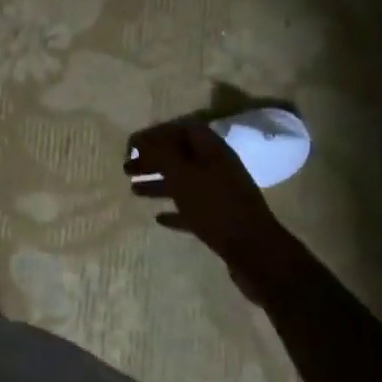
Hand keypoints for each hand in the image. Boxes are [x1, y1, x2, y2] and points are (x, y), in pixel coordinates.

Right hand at [125, 120, 284, 295]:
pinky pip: (192, 208)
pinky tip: (158, 218)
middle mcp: (217, 167)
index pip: (181, 129)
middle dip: (152, 159)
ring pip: (183, 182)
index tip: (132, 145)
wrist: (255, 252)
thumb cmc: (215, 207)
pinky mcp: (220, 220)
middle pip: (180, 156)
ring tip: (133, 190)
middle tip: (127, 168)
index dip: (156, 134)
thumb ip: (161, 154)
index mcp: (212, 150)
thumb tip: (142, 139)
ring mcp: (220, 194)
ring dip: (158, 183)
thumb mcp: (183, 175)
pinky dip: (174, 210)